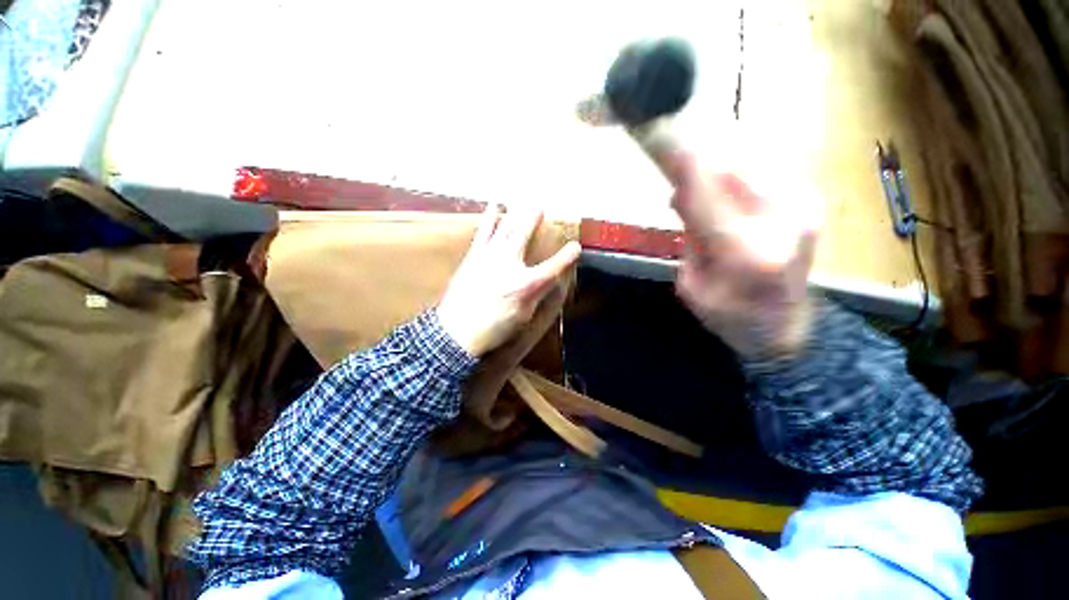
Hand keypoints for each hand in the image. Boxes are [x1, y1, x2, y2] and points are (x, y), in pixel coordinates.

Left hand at [437, 207, 581, 357]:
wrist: (457, 331)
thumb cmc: (494, 328)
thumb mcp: (523, 316)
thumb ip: (536, 296)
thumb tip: (545, 282)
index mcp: (526, 284)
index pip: (554, 266)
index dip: (567, 256)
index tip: (576, 246)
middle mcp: (509, 264)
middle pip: (524, 235)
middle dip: (533, 218)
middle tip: (539, 205)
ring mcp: (489, 257)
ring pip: (502, 229)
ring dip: (511, 214)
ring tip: (513, 201)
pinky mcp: (473, 257)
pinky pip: (483, 233)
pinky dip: (490, 221)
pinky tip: (493, 212)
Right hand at [665, 150, 819, 359]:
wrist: (787, 329)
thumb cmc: (731, 317)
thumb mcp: (692, 286)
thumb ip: (688, 238)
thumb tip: (680, 194)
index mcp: (746, 252)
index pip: (705, 194)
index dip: (679, 163)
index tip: (656, 134)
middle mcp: (783, 219)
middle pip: (733, 166)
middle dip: (697, 164)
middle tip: (676, 180)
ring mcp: (805, 206)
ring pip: (751, 161)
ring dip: (717, 168)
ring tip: (701, 196)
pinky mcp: (811, 200)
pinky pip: (767, 169)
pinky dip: (738, 173)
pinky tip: (727, 197)